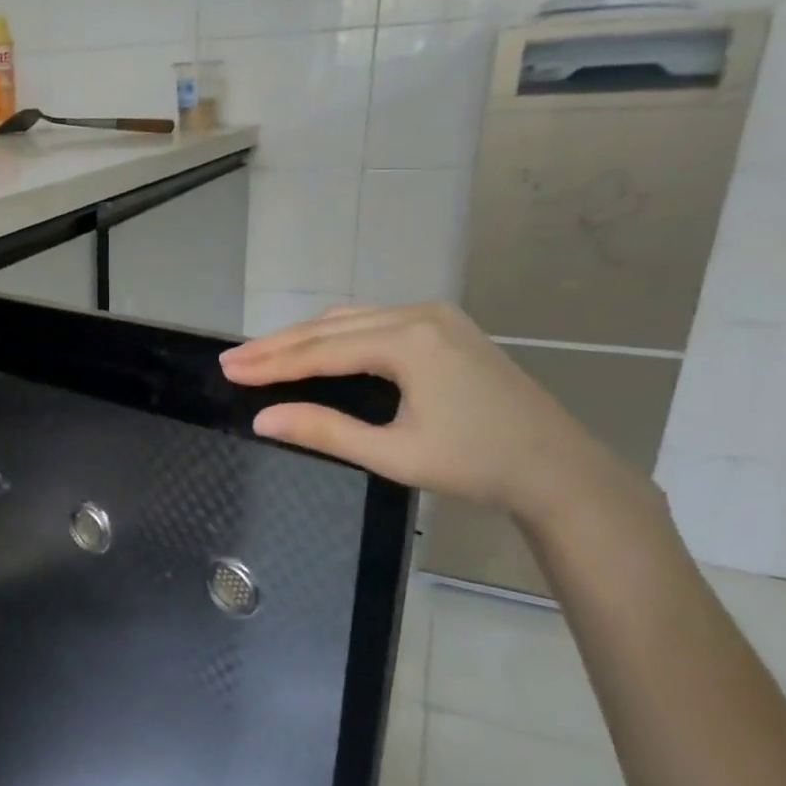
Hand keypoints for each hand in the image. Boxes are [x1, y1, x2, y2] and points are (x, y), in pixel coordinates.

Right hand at [220, 303, 631, 523]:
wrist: (559, 469)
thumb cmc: (476, 465)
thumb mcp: (393, 454)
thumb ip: (324, 431)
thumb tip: (262, 419)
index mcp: (408, 341)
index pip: (320, 350)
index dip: (270, 362)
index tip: (227, 368)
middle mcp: (419, 316)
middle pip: (330, 327)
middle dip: (277, 345)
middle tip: (231, 359)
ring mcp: (436, 318)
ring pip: (351, 320)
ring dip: (304, 337)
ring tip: (262, 354)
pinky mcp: (445, 328)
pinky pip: (374, 322)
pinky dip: (335, 335)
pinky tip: (316, 346)